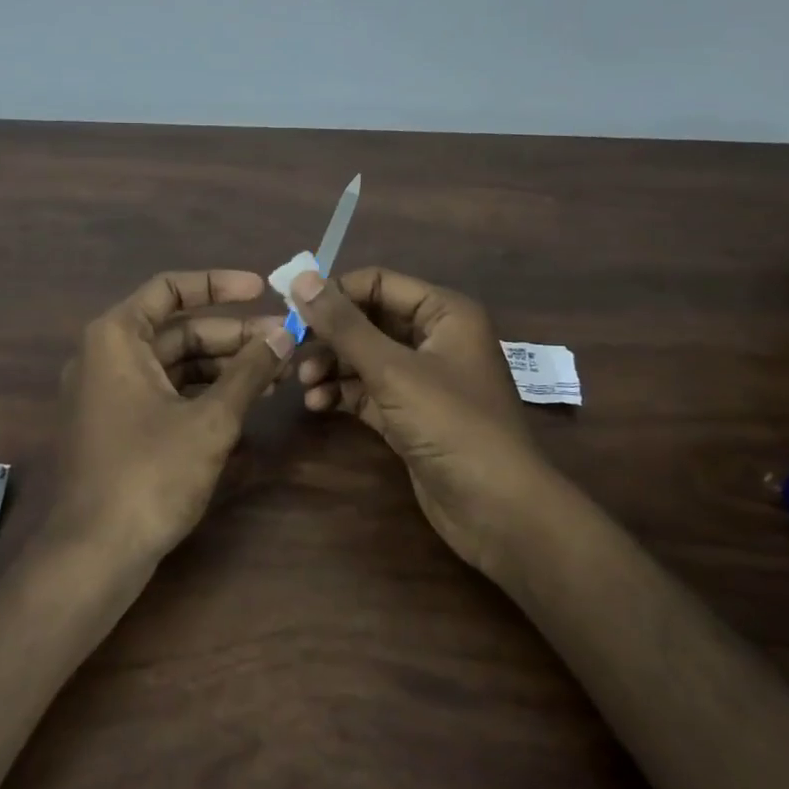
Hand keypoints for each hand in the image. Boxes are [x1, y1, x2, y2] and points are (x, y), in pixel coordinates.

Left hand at [54, 269, 294, 563]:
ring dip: (224, 366)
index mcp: (117, 337)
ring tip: (277, 374)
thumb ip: (249, 372)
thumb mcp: (210, 420)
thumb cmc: (150, 474)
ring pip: (174, 363)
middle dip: (233, 335)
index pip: (170, 289)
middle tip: (284, 342)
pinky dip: (203, 392)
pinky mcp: (117, 425)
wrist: (95, 554)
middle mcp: (106, 355)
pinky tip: (246, 401)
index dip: (219, 285)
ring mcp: (109, 392)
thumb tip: (285, 336)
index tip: (263, 289)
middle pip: (177, 330)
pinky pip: (165, 392)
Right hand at [291, 268, 550, 576]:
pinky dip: (342, 393)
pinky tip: (317, 404)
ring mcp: (422, 378)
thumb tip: (301, 279)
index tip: (291, 307)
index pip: (378, 283)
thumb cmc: (451, 425)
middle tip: (291, 349)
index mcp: (443, 313)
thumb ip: (344, 325)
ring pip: (364, 357)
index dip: (334, 292)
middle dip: (329, 334)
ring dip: (331, 366)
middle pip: (368, 320)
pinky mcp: (409, 414)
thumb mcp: (392, 370)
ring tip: (304, 382)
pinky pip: (367, 390)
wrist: (497, 510)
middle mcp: (434, 338)